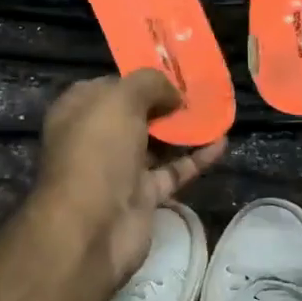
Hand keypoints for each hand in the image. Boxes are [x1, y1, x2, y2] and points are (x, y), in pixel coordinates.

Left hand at [34, 70, 225, 287]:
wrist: (92, 227)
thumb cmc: (98, 151)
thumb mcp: (120, 100)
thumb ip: (149, 84)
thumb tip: (173, 94)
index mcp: (79, 111)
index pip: (111, 86)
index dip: (140, 78)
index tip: (174, 72)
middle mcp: (97, 138)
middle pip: (137, 114)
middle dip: (167, 103)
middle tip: (200, 92)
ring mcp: (120, 169)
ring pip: (157, 144)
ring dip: (185, 130)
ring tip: (217, 112)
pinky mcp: (143, 196)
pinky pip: (173, 171)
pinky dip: (196, 158)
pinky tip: (222, 142)